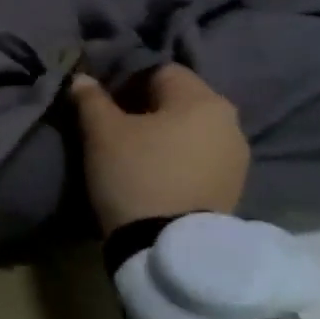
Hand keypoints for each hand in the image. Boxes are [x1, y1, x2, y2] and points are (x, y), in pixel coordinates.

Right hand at [69, 65, 248, 235]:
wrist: (168, 247)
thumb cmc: (135, 174)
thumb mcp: (101, 132)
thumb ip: (90, 98)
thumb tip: (82, 78)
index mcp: (202, 99)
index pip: (159, 71)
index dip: (126, 81)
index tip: (103, 104)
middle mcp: (229, 121)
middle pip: (178, 100)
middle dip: (145, 108)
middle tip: (114, 127)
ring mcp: (236, 157)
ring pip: (190, 129)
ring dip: (163, 134)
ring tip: (133, 153)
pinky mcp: (233, 187)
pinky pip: (199, 157)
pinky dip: (177, 158)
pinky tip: (154, 174)